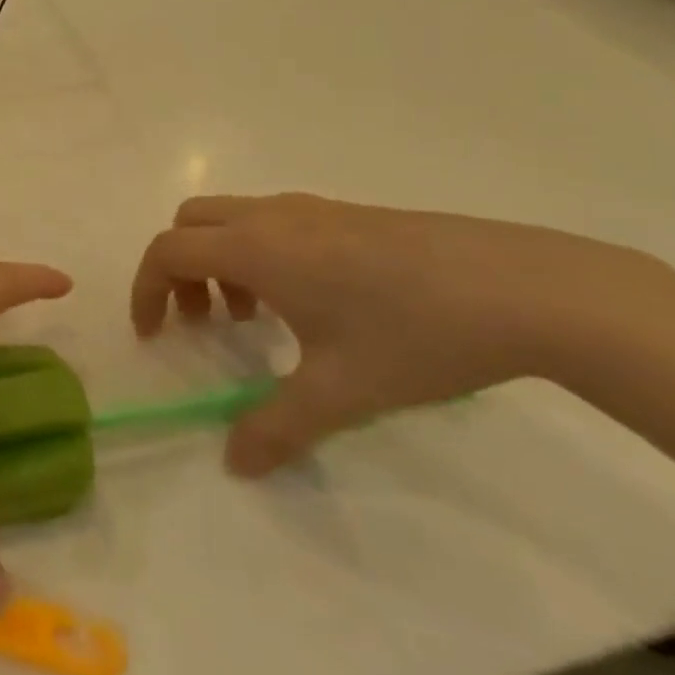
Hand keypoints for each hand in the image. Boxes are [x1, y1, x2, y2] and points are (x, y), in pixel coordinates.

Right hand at [131, 194, 674, 475]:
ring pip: (234, 219)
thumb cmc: (415, 335)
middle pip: (191, 222)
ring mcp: (315, 209)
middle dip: (179, 269)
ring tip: (257, 317)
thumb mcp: (340, 393)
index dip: (146, 290)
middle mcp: (274, 217)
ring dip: (221, 260)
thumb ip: (275, 428)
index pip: (167, 251)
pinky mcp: (351, 214)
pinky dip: (261, 254)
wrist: (527, 289)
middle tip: (204, 322)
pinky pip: (275, 222)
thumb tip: (234, 465)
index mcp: (256, 249)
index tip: (155, 335)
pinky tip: (312, 303)